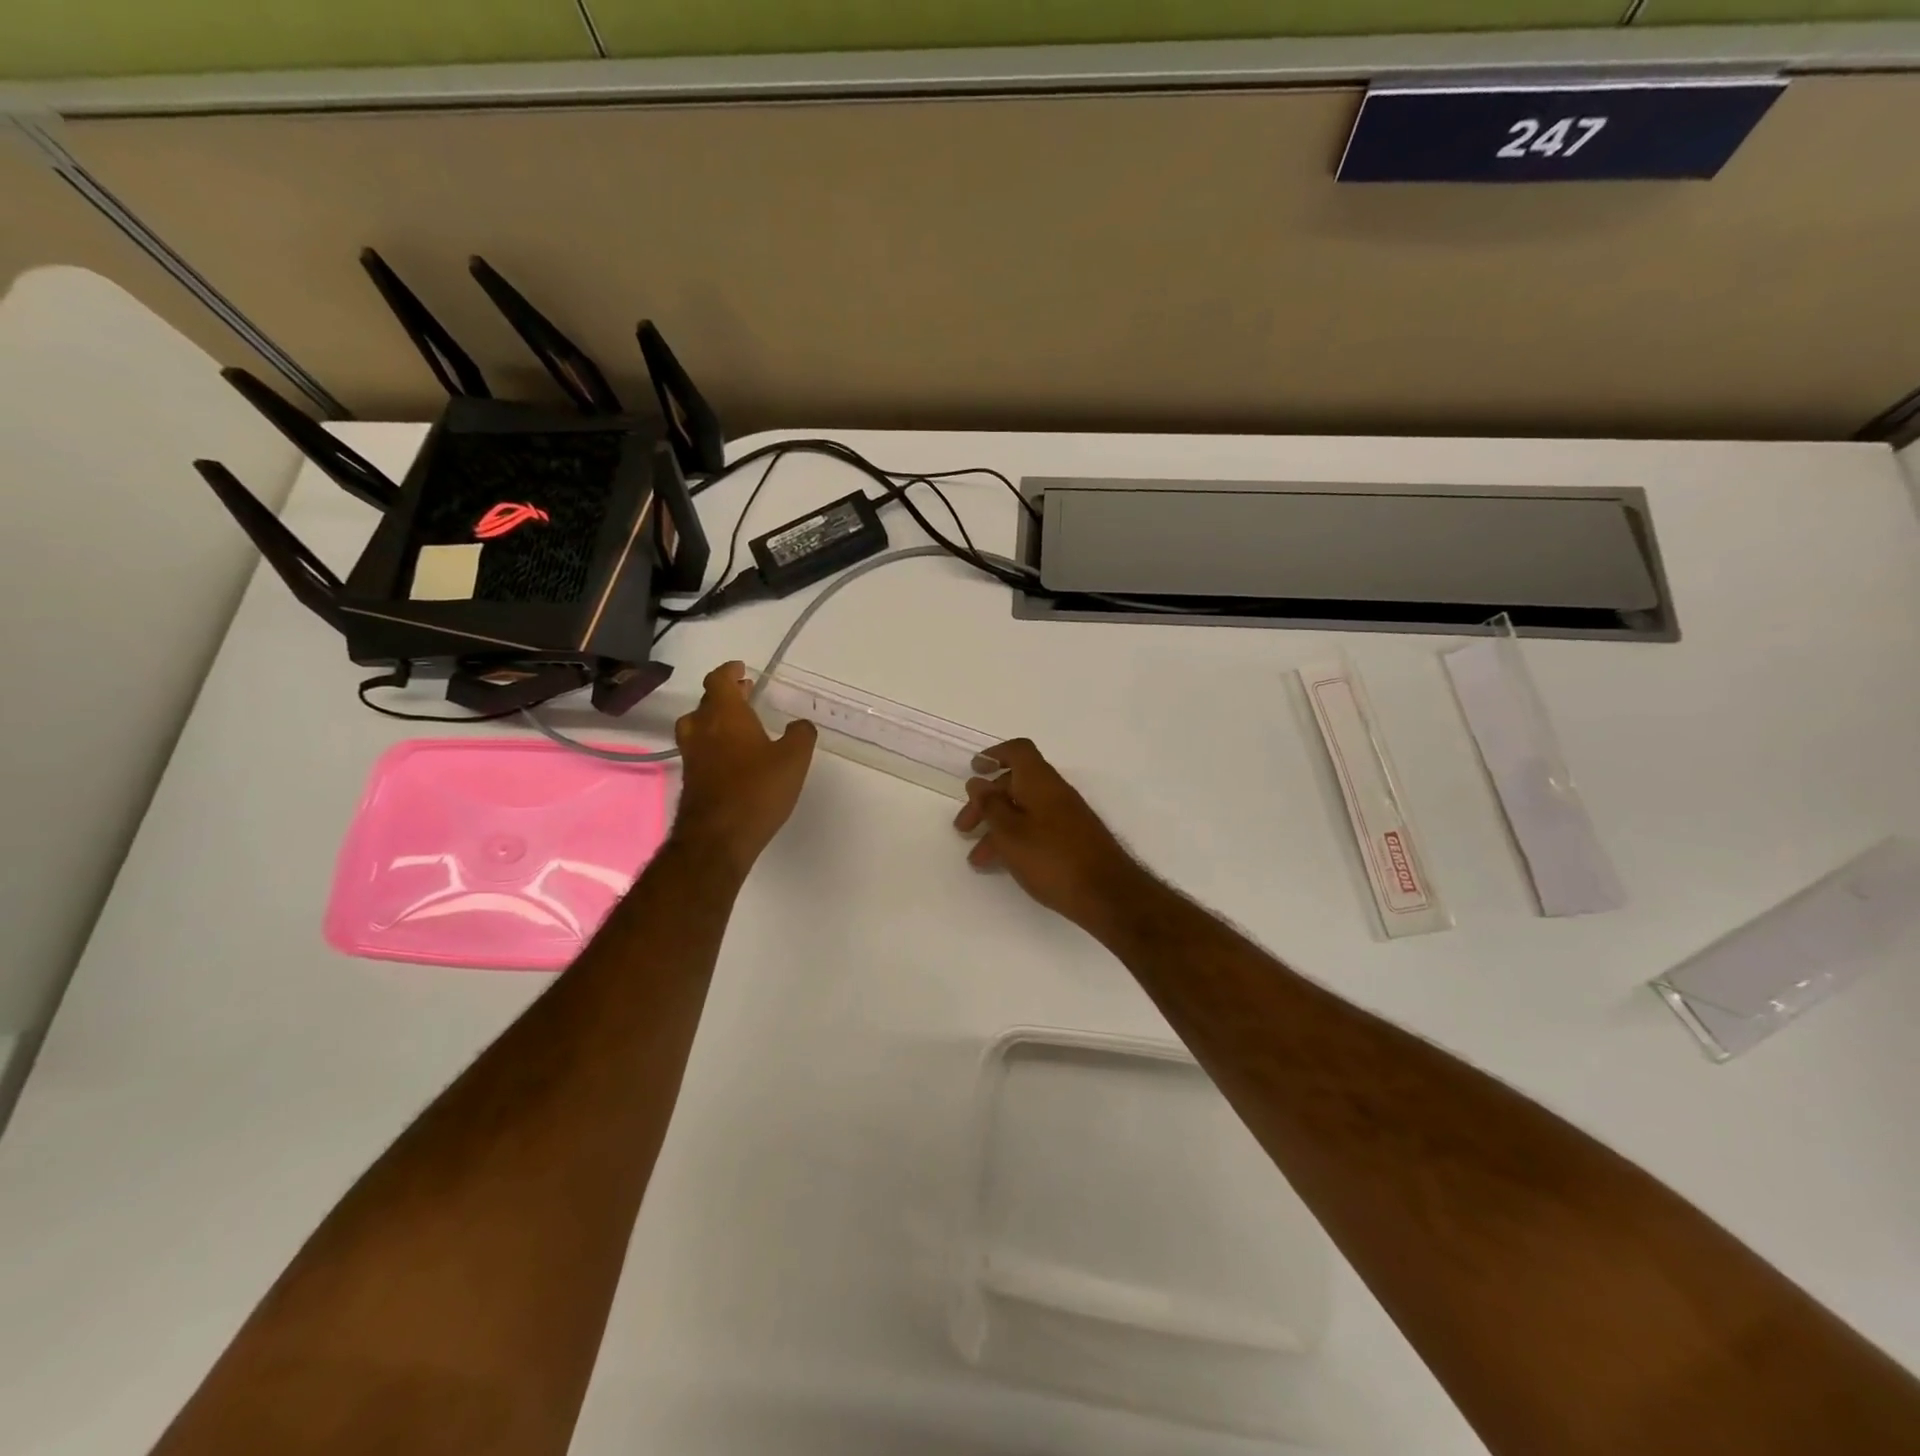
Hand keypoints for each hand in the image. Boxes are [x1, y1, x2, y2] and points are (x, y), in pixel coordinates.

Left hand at [672, 662, 816, 872]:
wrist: (718, 837)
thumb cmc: (757, 790)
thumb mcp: (793, 759)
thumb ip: (800, 736)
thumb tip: (800, 725)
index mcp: (725, 715)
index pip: (719, 680)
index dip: (729, 671)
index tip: (741, 669)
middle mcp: (702, 729)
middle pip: (707, 702)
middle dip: (726, 695)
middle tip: (746, 694)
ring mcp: (692, 755)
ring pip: (698, 725)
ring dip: (715, 719)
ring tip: (737, 724)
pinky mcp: (691, 779)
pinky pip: (700, 749)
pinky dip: (714, 744)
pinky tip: (733, 757)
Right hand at [954, 738, 1150, 932]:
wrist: (1107, 894)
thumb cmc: (1052, 859)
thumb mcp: (1009, 833)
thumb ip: (990, 805)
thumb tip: (978, 782)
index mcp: (1040, 781)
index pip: (1018, 751)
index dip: (995, 754)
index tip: (975, 769)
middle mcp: (1055, 792)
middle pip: (1016, 784)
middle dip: (986, 802)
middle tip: (963, 828)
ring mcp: (1066, 816)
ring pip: (1024, 810)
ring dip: (997, 828)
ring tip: (977, 860)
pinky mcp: (1073, 839)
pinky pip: (1036, 828)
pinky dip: (1016, 840)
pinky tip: (1004, 864)